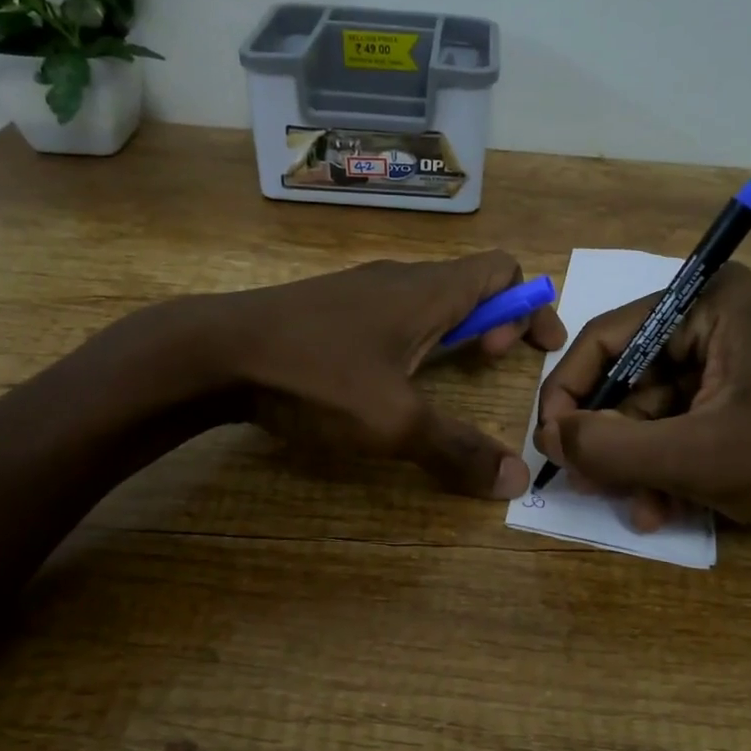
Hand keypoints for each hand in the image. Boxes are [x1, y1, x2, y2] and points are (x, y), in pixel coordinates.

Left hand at [212, 253, 566, 497]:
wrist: (213, 352)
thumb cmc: (315, 375)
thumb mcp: (394, 422)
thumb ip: (457, 450)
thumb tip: (515, 481)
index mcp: (428, 292)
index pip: (501, 270)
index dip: (530, 305)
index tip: (537, 350)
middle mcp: (398, 279)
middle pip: (468, 283)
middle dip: (495, 322)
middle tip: (489, 366)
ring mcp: (358, 290)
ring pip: (427, 300)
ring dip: (453, 332)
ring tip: (446, 376)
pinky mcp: (327, 309)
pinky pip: (392, 313)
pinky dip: (414, 338)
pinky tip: (388, 376)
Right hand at [533, 264, 750, 530]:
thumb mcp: (694, 457)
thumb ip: (610, 448)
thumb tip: (546, 438)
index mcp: (704, 303)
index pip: (606, 338)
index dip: (568, 393)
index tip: (549, 444)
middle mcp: (707, 319)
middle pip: (624, 378)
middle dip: (608, 439)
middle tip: (586, 484)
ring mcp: (718, 358)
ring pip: (645, 410)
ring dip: (635, 464)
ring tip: (637, 510)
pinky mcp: (726, 393)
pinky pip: (672, 425)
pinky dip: (661, 466)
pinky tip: (661, 509)